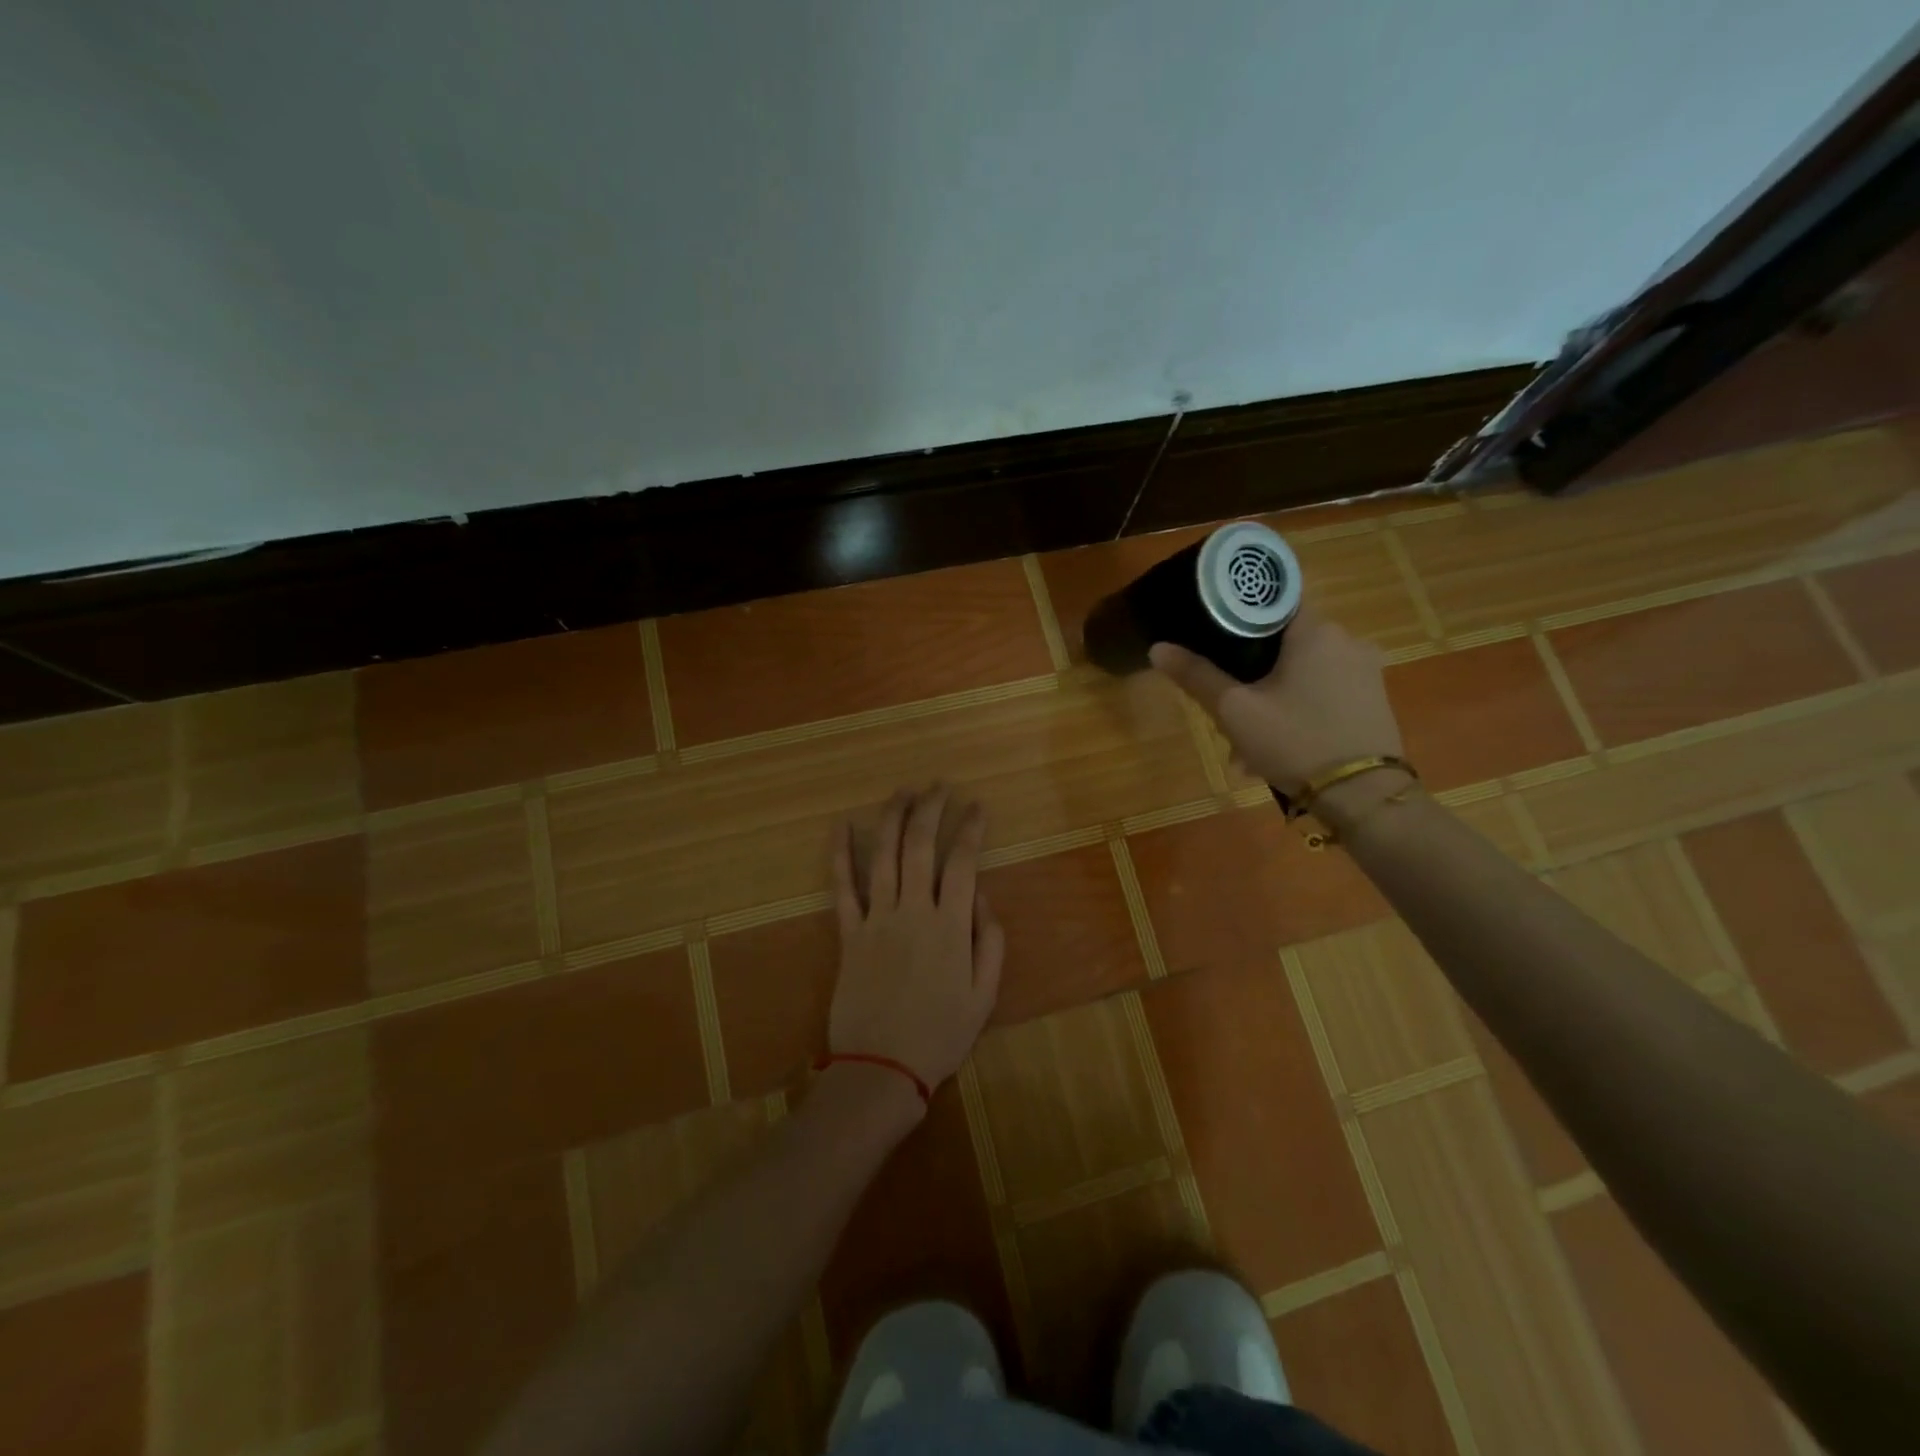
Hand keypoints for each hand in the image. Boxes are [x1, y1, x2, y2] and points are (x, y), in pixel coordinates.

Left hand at [828, 785, 1004, 1094]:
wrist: (882, 1068)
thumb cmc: (940, 1035)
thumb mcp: (985, 995)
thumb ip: (990, 941)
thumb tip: (981, 896)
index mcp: (950, 926)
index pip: (962, 862)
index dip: (970, 828)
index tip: (977, 805)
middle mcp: (913, 911)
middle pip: (920, 846)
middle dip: (930, 809)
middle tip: (939, 785)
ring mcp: (877, 919)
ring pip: (885, 856)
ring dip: (893, 819)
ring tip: (903, 791)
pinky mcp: (849, 934)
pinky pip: (843, 888)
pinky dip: (841, 855)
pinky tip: (842, 826)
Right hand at [1149, 601, 1404, 796]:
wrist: (1365, 797)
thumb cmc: (1296, 742)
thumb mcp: (1235, 711)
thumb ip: (1197, 676)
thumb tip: (1157, 648)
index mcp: (1316, 631)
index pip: (1272, 601)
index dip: (1238, 615)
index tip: (1213, 638)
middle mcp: (1348, 640)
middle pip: (1283, 643)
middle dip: (1250, 676)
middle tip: (1225, 711)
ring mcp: (1366, 671)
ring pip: (1302, 673)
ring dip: (1270, 700)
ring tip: (1246, 748)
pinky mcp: (1374, 700)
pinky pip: (1323, 693)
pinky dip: (1297, 711)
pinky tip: (1277, 749)